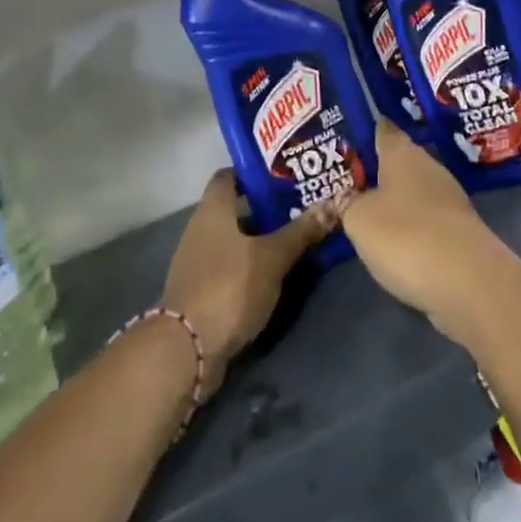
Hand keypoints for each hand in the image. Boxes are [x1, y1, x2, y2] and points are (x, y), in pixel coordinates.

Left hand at [159, 170, 337, 392]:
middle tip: (304, 206)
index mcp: (213, 209)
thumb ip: (301, 232)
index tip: (287, 174)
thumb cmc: (228, 287)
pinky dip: (252, 264)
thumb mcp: (272, 258)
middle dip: (268, 207)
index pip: (231, 175)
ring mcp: (199, 261)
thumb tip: (333, 203)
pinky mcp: (203, 290)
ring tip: (298, 237)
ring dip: (262, 238)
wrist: (186, 349)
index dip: (256, 172)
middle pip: (237, 208)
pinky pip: (232, 265)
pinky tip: (278, 272)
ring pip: (236, 239)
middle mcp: (201, 228)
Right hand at [340, 123, 520, 342]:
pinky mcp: (460, 233)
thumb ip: (347, 205)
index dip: (366, 131)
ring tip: (365, 214)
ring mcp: (450, 201)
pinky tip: (394, 243)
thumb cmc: (406, 236)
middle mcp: (429, 168)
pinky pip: (427, 221)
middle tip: (347, 182)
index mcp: (403, 154)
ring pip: (413, 193)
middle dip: (377, 171)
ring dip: (394, 202)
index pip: (383, 130)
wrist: (470, 283)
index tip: (347, 137)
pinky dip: (411, 229)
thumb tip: (346, 197)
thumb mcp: (359, 220)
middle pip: (399, 162)